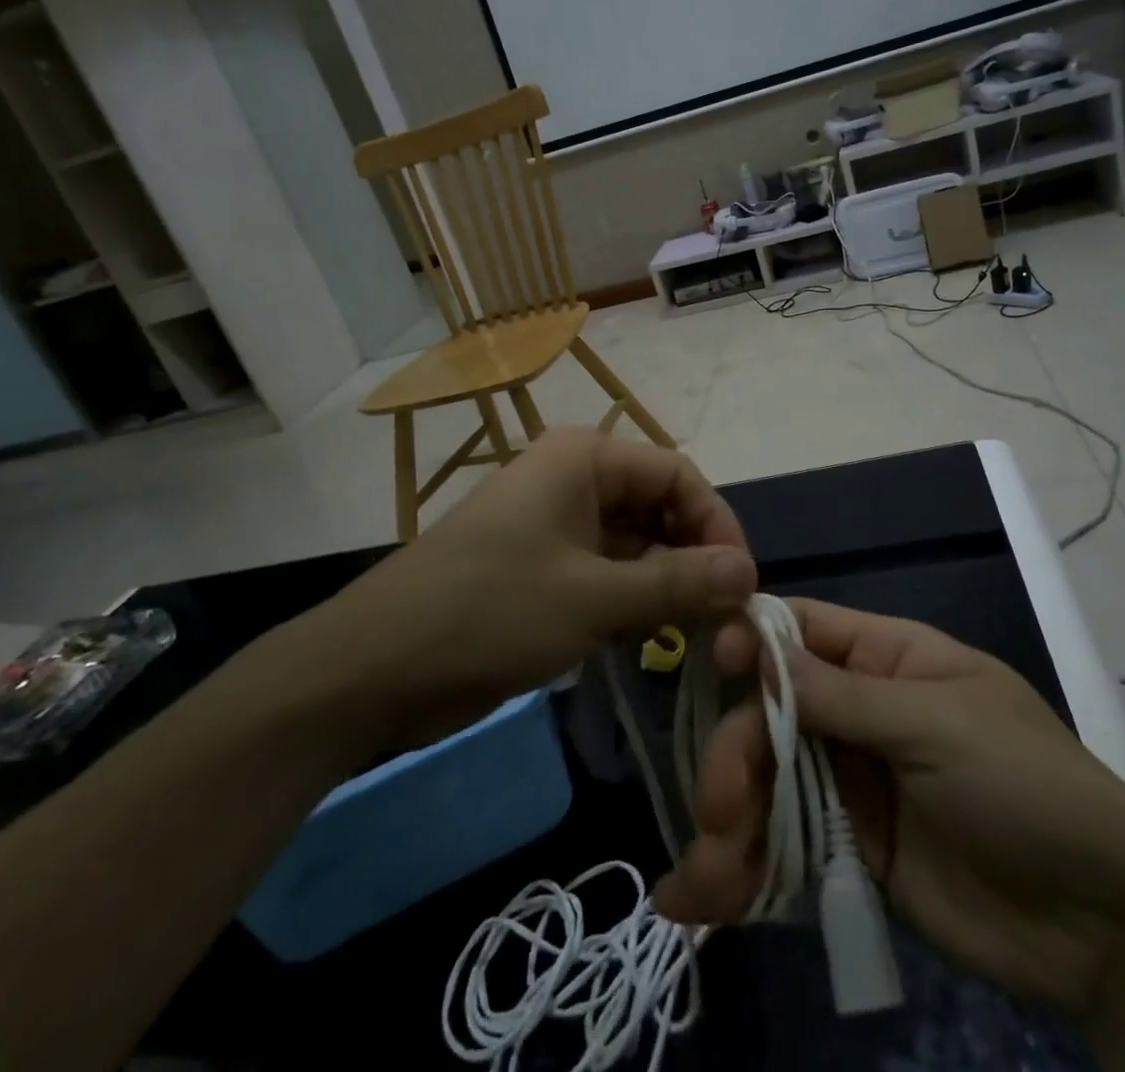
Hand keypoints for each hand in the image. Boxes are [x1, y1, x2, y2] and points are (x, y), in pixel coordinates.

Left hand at [266, 429, 757, 761]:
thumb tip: (749, 573)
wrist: (375, 666)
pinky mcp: (541, 569)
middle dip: (693, 559)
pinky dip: (631, 604)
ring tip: (695, 637)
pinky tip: (650, 643)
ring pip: (634, 546)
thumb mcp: (594, 599)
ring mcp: (554, 525)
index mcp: (585, 458)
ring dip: (665, 587)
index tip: (743, 586)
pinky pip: (605, 575)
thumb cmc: (491, 611)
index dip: (717, 525)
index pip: (678, 475)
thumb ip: (678, 584)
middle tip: (724, 620)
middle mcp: (572, 479)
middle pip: (658, 509)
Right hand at [654, 600, 1124, 1014]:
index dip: (752, 639)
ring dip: (729, 822)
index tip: (710, 666)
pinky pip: (786, 844)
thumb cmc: (1028, 787)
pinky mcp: (851, 849)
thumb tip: (757, 649)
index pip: (802, 629)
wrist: (1106, 929)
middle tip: (718, 810)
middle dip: (736, 754)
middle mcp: (859, 711)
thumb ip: (844, 696)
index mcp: (887, 658)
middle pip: (770, 710)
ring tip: (706, 882)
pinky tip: (708, 900)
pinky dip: (747, 868)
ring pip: (769, 780)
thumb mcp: (939, 725)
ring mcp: (853, 781)